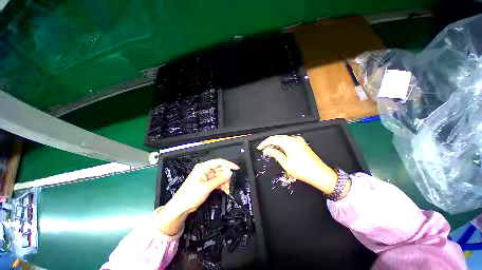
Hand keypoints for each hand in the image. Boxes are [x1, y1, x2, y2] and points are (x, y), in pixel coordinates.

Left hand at [155, 159, 238, 235]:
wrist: (181, 208)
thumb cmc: (191, 195)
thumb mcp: (207, 187)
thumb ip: (219, 179)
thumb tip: (230, 172)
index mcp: (203, 167)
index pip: (218, 162)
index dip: (228, 164)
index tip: (236, 168)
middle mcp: (205, 170)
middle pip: (220, 170)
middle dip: (226, 177)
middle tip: (230, 184)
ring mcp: (206, 176)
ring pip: (220, 176)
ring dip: (225, 182)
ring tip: (227, 190)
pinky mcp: (207, 182)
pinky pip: (217, 181)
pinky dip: (221, 185)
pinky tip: (225, 190)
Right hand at [257, 135, 337, 194]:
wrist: (320, 174)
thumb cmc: (301, 170)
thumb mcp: (285, 163)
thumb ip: (275, 153)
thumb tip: (266, 150)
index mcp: (289, 142)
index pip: (273, 139)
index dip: (264, 143)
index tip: (259, 148)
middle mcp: (294, 138)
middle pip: (278, 138)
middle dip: (270, 144)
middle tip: (264, 151)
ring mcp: (299, 140)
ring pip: (283, 139)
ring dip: (276, 144)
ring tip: (270, 152)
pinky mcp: (301, 143)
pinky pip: (289, 141)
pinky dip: (282, 145)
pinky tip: (280, 151)